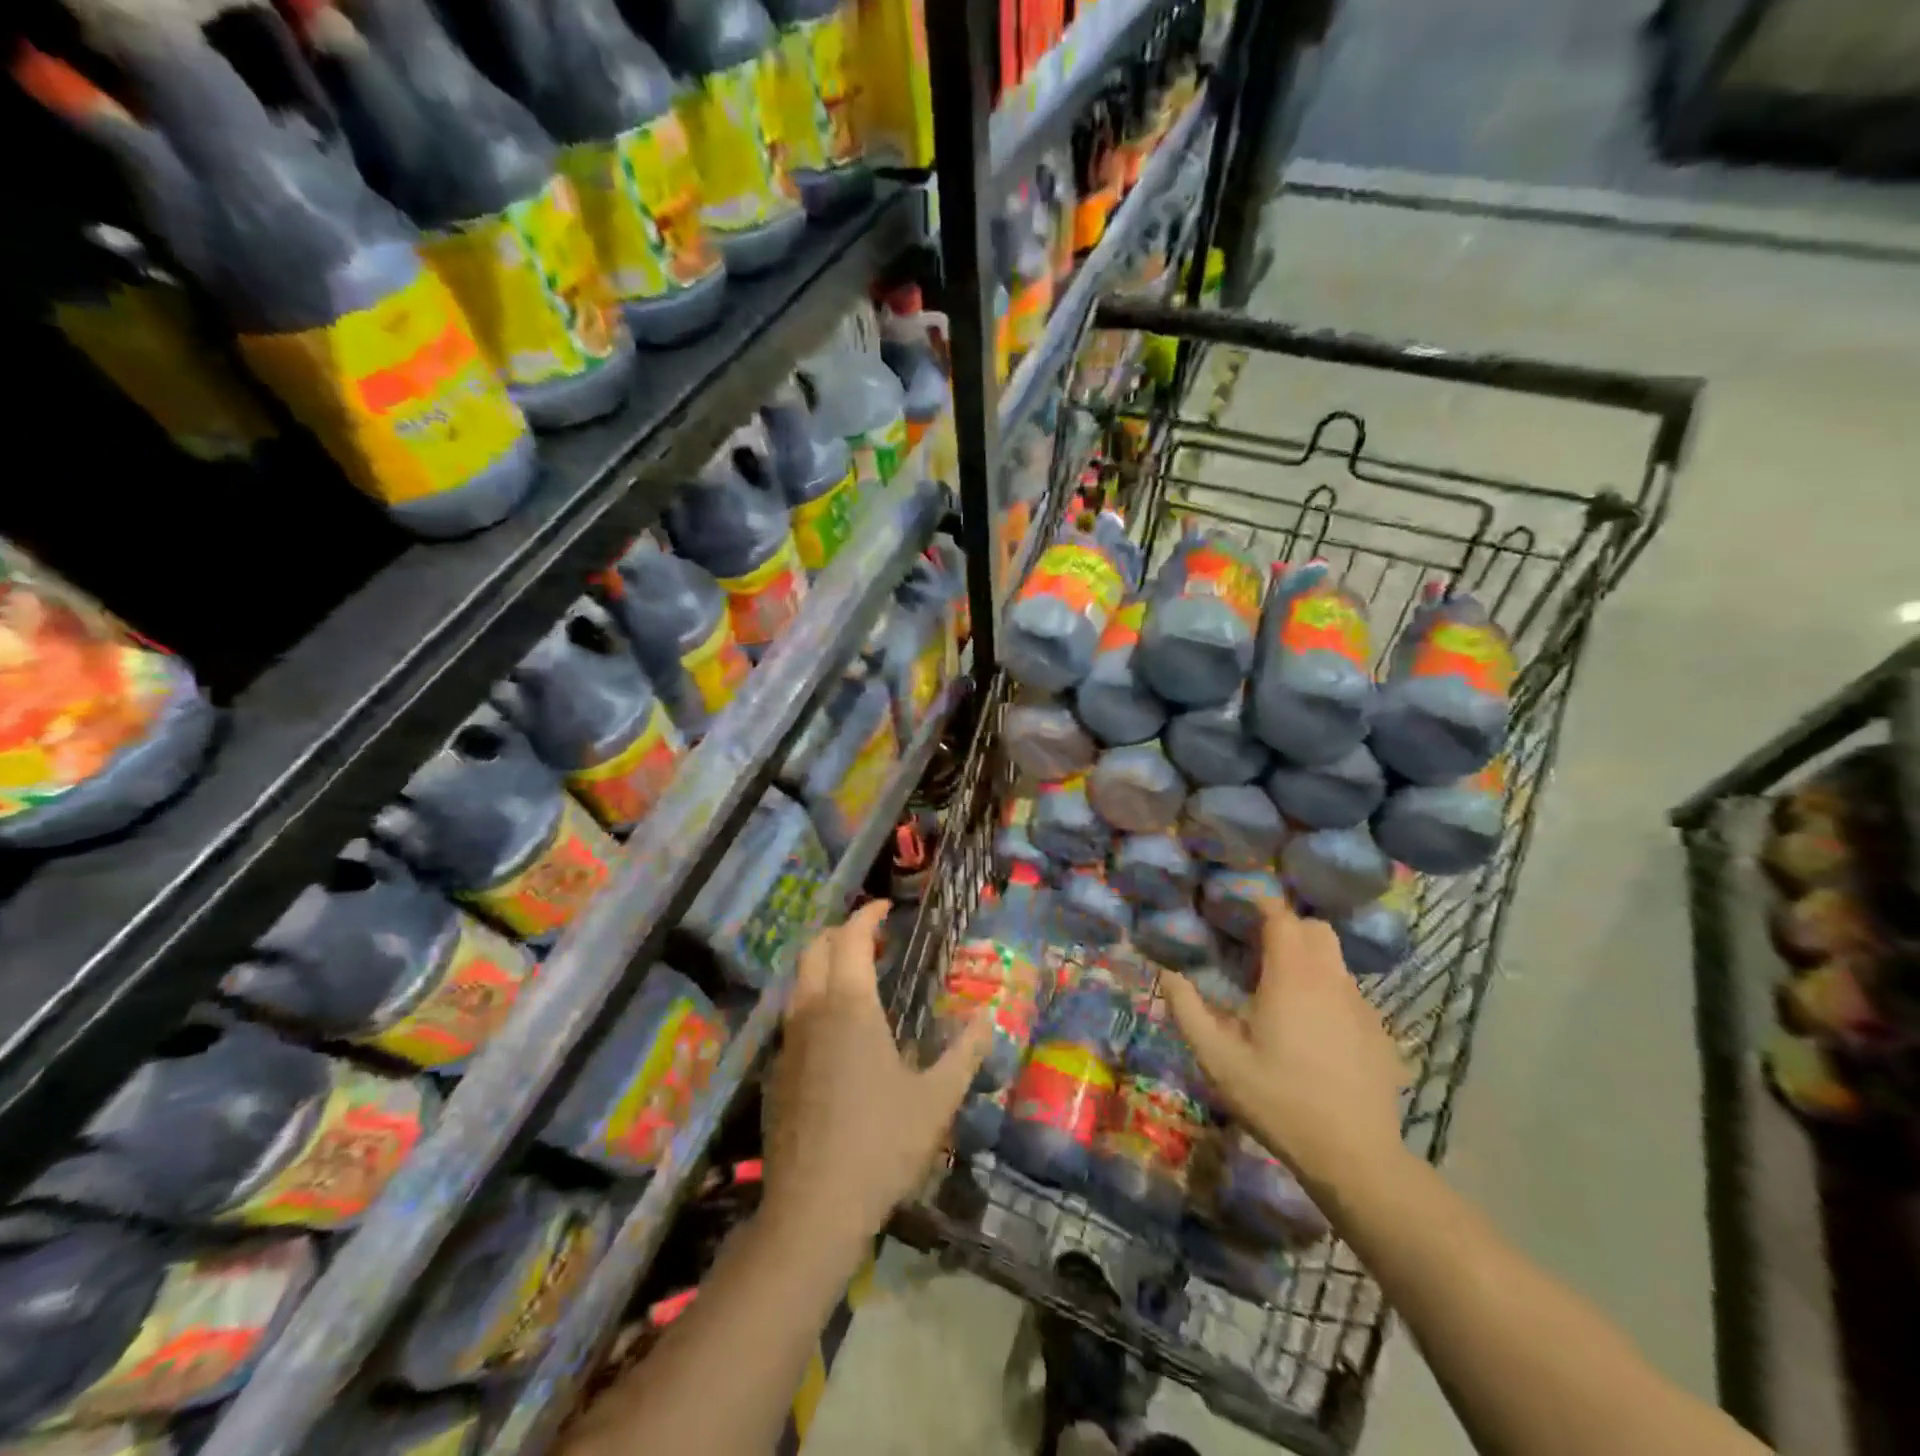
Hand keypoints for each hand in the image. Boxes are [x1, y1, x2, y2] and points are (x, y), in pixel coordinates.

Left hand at [762, 900, 993, 1243]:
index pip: (850, 937)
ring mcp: (788, 1040)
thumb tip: (990, 1015)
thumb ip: (966, 1052)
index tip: (886, 909)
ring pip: (799, 980)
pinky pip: (793, 1013)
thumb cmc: (881, 1144)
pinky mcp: (776, 1069)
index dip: (866, 915)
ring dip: (824, 964)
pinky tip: (838, 1031)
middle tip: (872, 939)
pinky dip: (814, 997)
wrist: (812, 1209)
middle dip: (841, 932)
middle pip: (815, 948)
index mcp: (850, 1006)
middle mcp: (812, 1011)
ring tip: (858, 978)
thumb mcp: (936, 1098)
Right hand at [1163, 897, 1407, 1190]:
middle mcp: (1331, 980)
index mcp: (1292, 976)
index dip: (1260, 905)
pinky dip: (1329, 995)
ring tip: (1282, 992)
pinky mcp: (1380, 1033)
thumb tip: (1166, 972)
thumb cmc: (1278, 1100)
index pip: (1281, 916)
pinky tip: (1314, 1032)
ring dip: (1309, 961)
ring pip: (1335, 962)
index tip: (1238, 910)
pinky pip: (1350, 995)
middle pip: (1316, 929)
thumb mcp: (1217, 1058)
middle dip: (1288, 928)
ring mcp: (1362, 1006)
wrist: (1355, 1157)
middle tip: (1258, 950)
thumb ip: (1187, 1009)